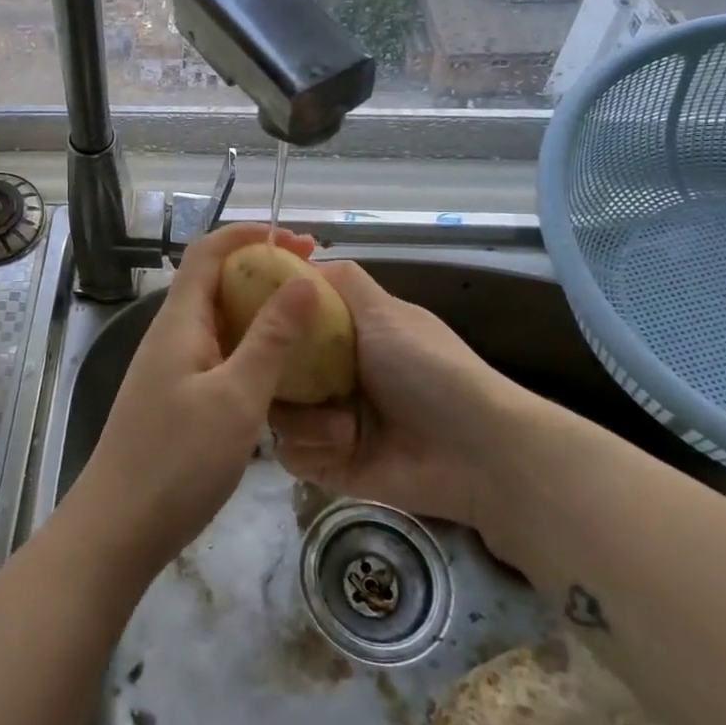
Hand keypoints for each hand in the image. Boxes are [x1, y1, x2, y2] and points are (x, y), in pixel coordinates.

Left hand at [63, 223, 323, 578]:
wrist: (118, 528)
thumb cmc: (177, 460)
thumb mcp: (236, 397)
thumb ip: (271, 339)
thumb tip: (303, 282)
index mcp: (179, 321)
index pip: (209, 252)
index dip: (249, 235)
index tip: (298, 241)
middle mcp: (172, 334)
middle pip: (215, 282)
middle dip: (262, 272)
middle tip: (315, 283)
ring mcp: (172, 368)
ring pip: (219, 321)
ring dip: (259, 313)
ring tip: (307, 323)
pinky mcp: (177, 398)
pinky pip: (218, 355)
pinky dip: (250, 349)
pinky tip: (280, 371)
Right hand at [269, 260, 542, 547]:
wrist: (475, 450)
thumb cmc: (429, 369)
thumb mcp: (387, 312)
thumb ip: (344, 282)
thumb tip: (302, 260)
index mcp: (344, 338)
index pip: (289, 325)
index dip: (267, 322)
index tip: (250, 322)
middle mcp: (331, 376)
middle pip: (273, 371)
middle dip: (277, 378)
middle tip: (285, 381)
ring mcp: (329, 421)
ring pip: (278, 415)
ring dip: (305, 421)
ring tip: (342, 427)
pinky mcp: (331, 464)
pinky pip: (292, 455)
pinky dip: (313, 450)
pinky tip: (343, 448)